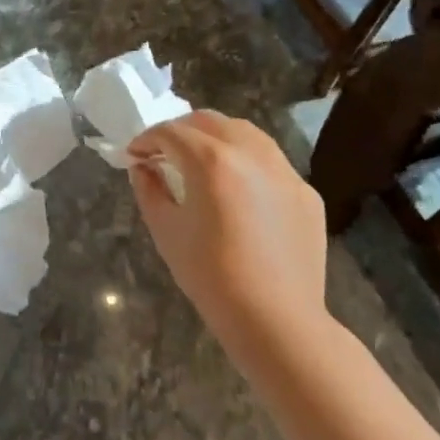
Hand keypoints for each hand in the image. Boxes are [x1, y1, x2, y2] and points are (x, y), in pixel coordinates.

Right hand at [127, 111, 329, 343]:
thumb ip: (149, 189)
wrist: (276, 319)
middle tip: (163, 153)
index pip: (171, 132)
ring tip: (200, 163)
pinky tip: (238, 192)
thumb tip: (143, 168)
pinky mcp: (305, 192)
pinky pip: (270, 162)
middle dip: (180, 130)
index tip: (134, 155)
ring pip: (246, 133)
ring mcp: (284, 170)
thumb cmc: (210, 276)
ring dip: (216, 138)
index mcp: (212, 161)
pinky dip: (246, 163)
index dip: (146, 139)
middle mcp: (251, 153)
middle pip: (209, 121)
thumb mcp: (166, 231)